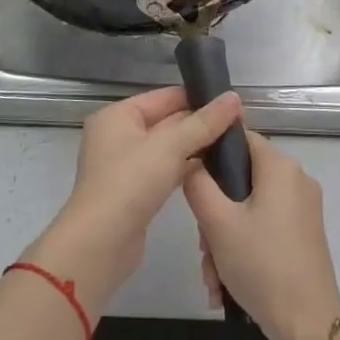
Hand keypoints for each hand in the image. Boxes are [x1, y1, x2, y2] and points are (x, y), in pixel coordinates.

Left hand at [27, 86, 243, 311]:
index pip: (165, 96)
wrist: (101, 243)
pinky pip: (164, 170)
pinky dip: (185, 168)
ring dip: (195, 147)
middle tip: (239, 126)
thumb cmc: (130, 182)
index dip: (199, 98)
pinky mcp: (134, 191)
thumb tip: (234, 97)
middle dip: (200, 124)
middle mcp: (118, 135)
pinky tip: (213, 170)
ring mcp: (125, 165)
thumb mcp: (170, 146)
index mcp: (118, 115)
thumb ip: (204, 122)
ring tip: (232, 145)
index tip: (233, 104)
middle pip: (166, 121)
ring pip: (167, 148)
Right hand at [184, 128, 339, 339]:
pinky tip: (227, 283)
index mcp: (280, 167)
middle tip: (203, 247)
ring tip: (213, 276)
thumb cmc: (261, 265)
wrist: (308, 325)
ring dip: (225, 238)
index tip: (191, 181)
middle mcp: (296, 180)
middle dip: (215, 214)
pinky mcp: (305, 234)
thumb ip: (197, 185)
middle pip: (242, 179)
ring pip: (250, 208)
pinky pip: (265, 227)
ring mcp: (304, 208)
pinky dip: (245, 247)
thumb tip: (190, 162)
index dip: (211, 153)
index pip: (240, 138)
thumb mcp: (217, 223)